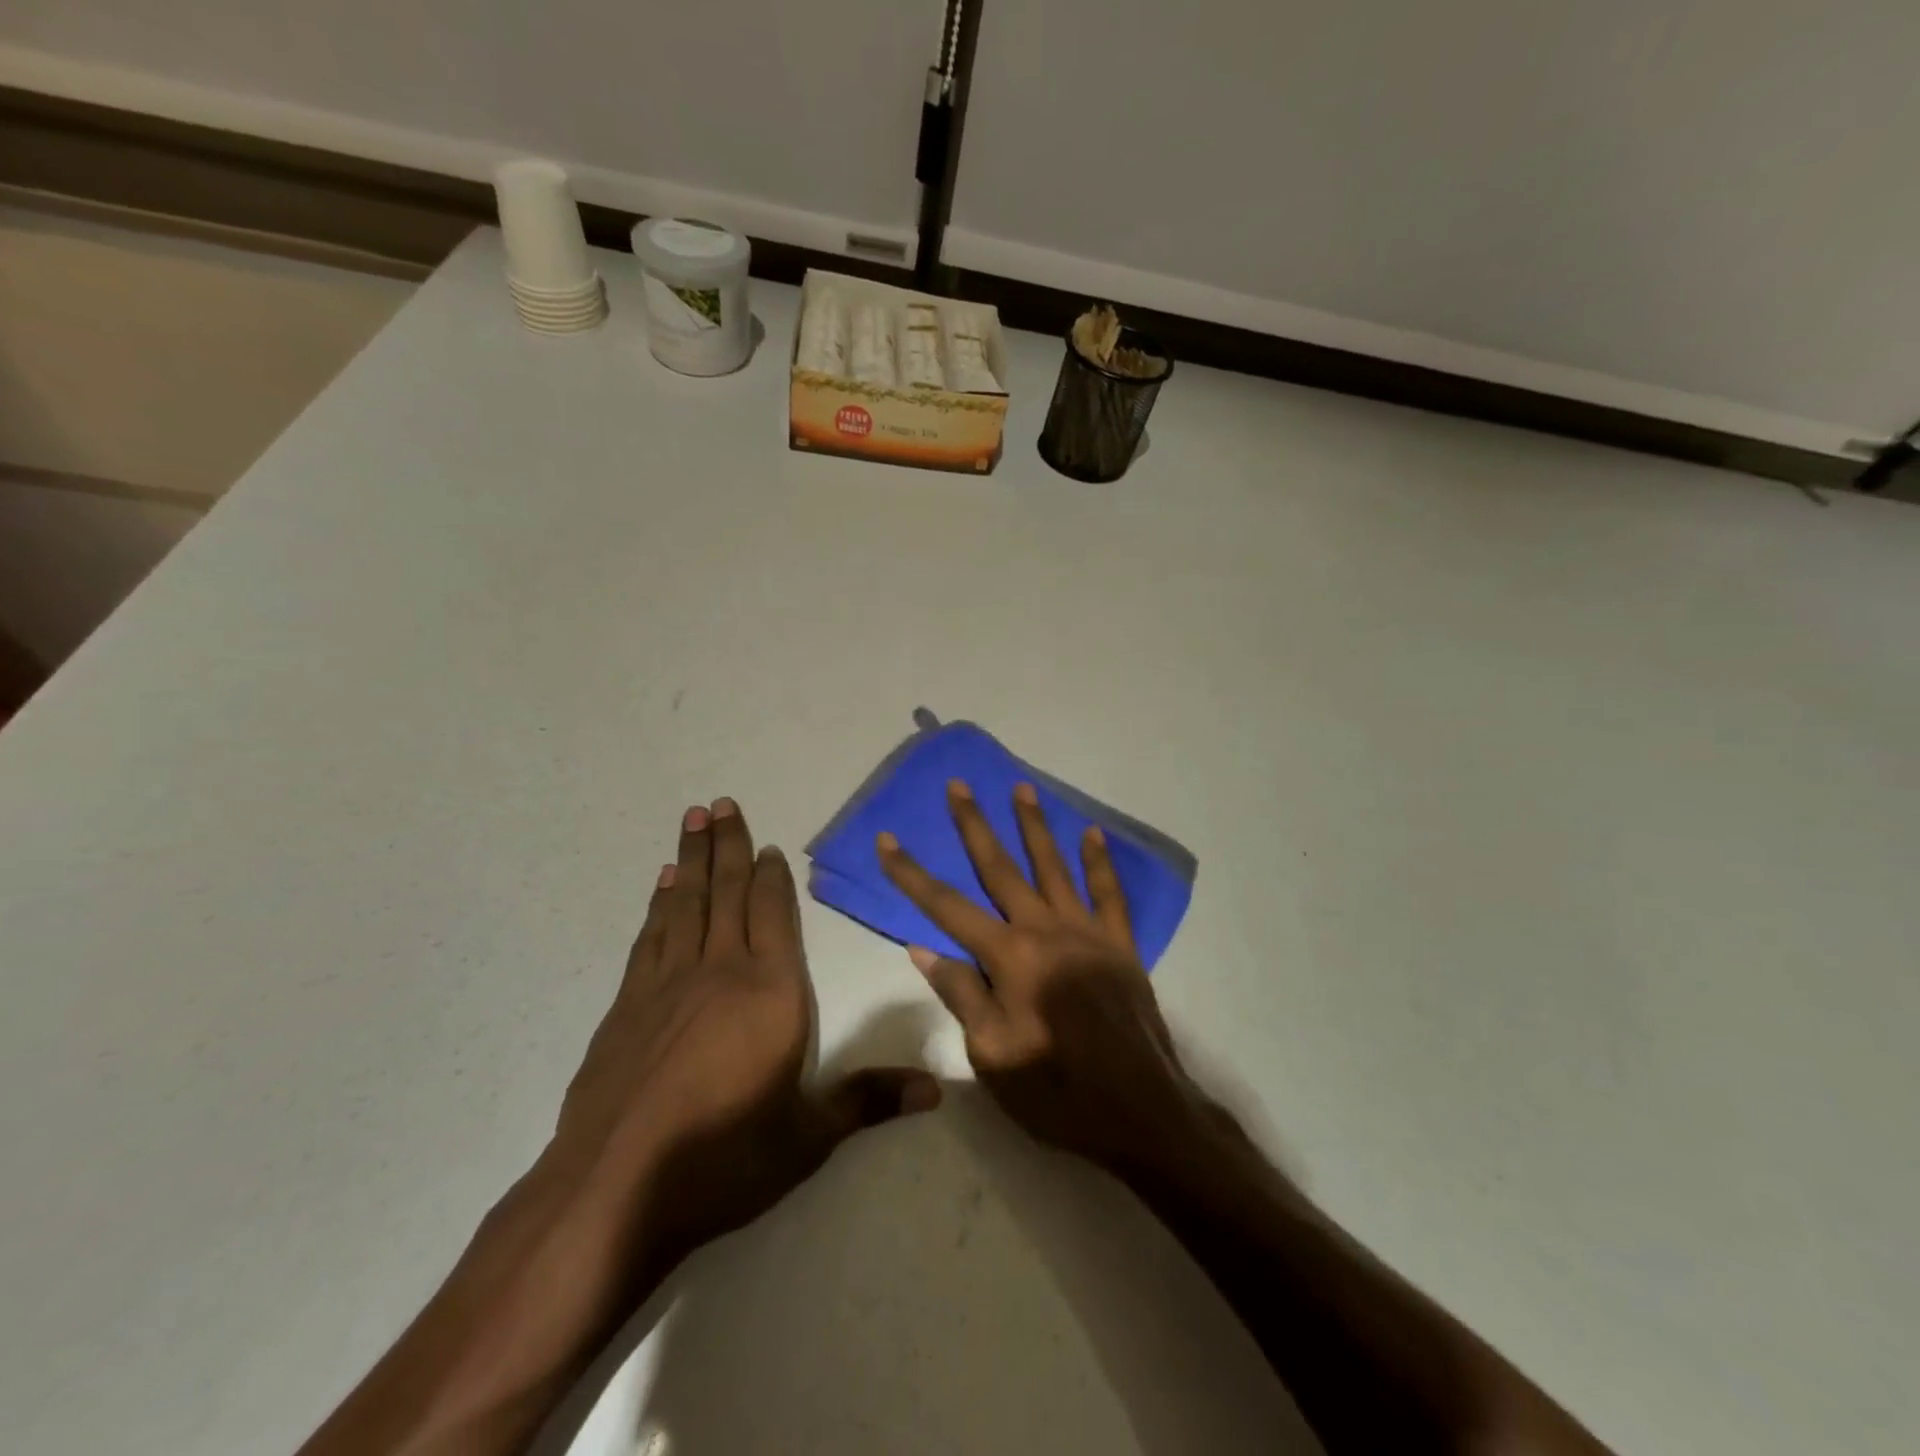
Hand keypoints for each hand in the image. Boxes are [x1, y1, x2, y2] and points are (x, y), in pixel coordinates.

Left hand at [556, 798, 940, 1267]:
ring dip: (691, 860)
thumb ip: (869, 1102)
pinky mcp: (628, 1005)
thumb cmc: (725, 1158)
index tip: (767, 845)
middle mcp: (721, 971)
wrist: (614, 1190)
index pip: (774, 915)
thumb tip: (936, 1091)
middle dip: (727, 845)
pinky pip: (651, 937)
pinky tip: (662, 886)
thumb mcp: (808, 1137)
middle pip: (727, 893)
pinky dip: (659, 905)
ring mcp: (669, 984)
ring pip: (686, 904)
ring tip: (693, 820)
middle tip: (721, 802)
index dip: (771, 877)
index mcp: (772, 992)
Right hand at [877, 780, 1219, 1176]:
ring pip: (1054, 867)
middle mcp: (1045, 930)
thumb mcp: (992, 1055)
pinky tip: (1093, 834)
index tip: (887, 840)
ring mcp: (1087, 933)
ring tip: (1021, 788)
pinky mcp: (1120, 945)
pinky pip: (1109, 894)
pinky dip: (1100, 863)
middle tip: (959, 785)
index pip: (947, 906)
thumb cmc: (1057, 1092)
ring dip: (1035, 826)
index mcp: (1009, 957)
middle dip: (974, 825)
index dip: (912, 873)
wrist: (1141, 1112)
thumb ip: (961, 994)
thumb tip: (923, 947)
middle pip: (1000, 868)